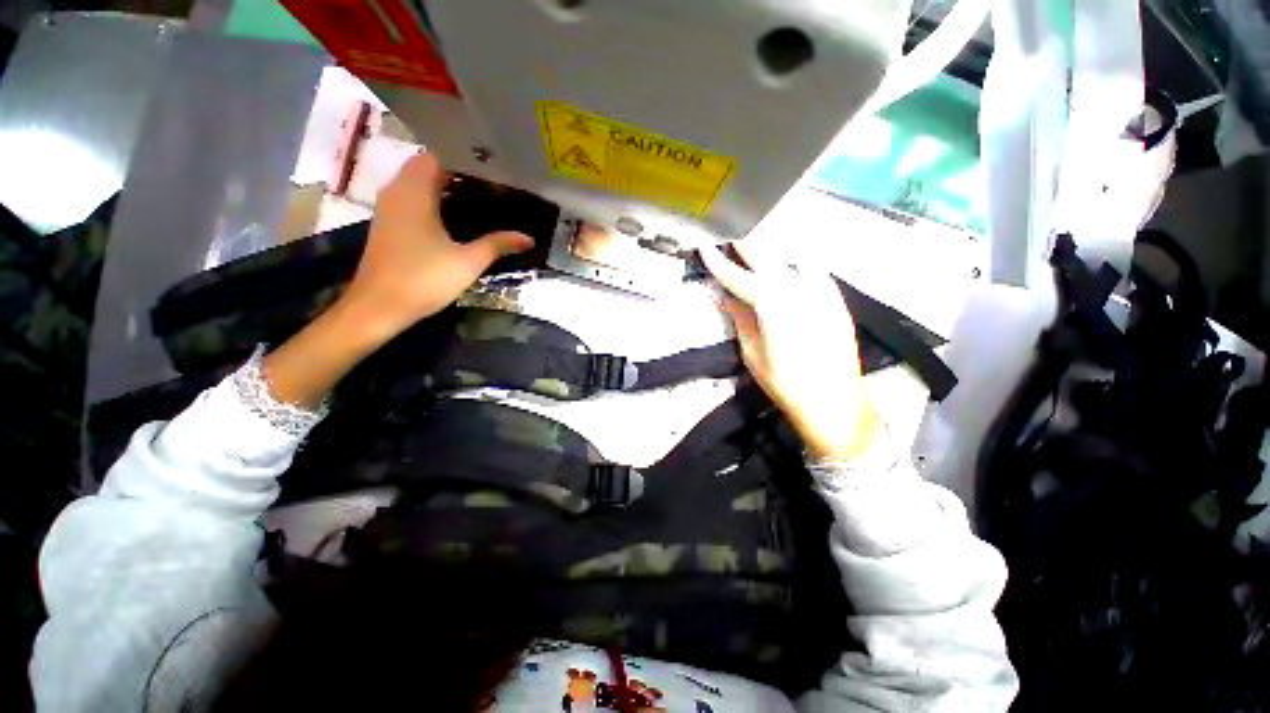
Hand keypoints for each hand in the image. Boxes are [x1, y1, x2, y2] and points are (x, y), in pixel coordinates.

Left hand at [263, 153, 531, 408]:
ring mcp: (390, 207)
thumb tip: (529, 238)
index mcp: (415, 191)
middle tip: (493, 183)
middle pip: (429, 165)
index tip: (495, 168)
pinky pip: (413, 196)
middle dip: (460, 170)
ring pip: (419, 180)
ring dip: (446, 183)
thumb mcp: (468, 262)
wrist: (379, 307)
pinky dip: (434, 197)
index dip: (467, 158)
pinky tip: (456, 215)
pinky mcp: (389, 222)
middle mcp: (398, 190)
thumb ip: (498, 244)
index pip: (440, 154)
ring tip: (481, 195)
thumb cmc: (423, 279)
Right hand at [700, 243, 879, 461]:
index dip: (718, 262)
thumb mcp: (752, 352)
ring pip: (790, 258)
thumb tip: (724, 297)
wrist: (833, 400)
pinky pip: (812, 271)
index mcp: (771, 304)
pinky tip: (789, 270)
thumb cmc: (784, 382)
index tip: (704, 248)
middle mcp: (797, 288)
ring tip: (756, 254)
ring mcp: (820, 290)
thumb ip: (739, 319)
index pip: (738, 277)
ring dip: (770, 253)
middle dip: (746, 248)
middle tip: (731, 244)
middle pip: (766, 257)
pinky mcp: (835, 298)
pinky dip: (795, 265)